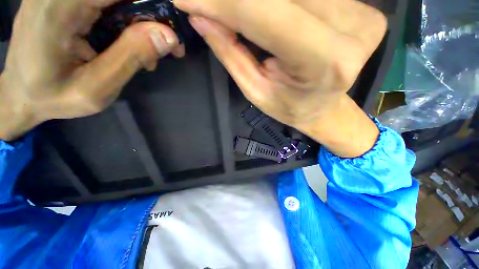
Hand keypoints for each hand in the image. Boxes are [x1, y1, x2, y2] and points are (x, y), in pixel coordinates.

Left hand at [0, 0, 183, 140]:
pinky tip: (127, 44)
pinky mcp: (63, 0)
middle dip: (150, 16)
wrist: (20, 96)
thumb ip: (131, 56)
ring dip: (138, 22)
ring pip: (116, 0)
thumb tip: (168, 35)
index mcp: (60, 7)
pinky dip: (124, 20)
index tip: (171, 34)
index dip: (155, 6)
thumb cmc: (53, 98)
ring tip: (146, 55)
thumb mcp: (97, 88)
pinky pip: (104, 3)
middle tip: (165, 48)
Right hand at [174, 0, 385, 156]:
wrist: (323, 107)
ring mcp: (363, 15)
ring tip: (233, 10)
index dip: (225, 3)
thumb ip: (232, 53)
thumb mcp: (257, 91)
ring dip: (255, 1)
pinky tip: (265, 10)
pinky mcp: (363, 8)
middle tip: (206, 4)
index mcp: (324, 62)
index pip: (267, 15)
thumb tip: (200, 17)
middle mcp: (351, 32)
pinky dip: (278, 2)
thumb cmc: (289, 107)